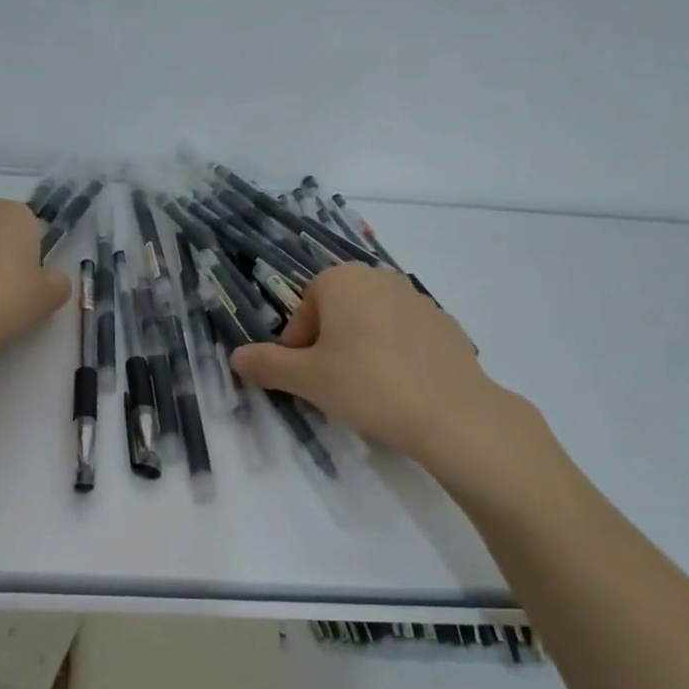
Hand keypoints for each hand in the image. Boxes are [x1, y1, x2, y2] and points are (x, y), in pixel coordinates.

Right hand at [230, 264, 559, 489]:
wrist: (452, 412)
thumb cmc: (366, 385)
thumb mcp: (306, 379)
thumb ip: (266, 364)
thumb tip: (236, 357)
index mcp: (342, 279)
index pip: (304, 308)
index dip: (298, 345)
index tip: (306, 377)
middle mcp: (379, 277)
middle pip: (337, 311)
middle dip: (328, 344)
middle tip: (333, 384)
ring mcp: (417, 298)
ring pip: (371, 322)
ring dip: (360, 348)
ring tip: (368, 389)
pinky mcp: (445, 323)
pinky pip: (404, 335)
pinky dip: (395, 355)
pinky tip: (401, 388)